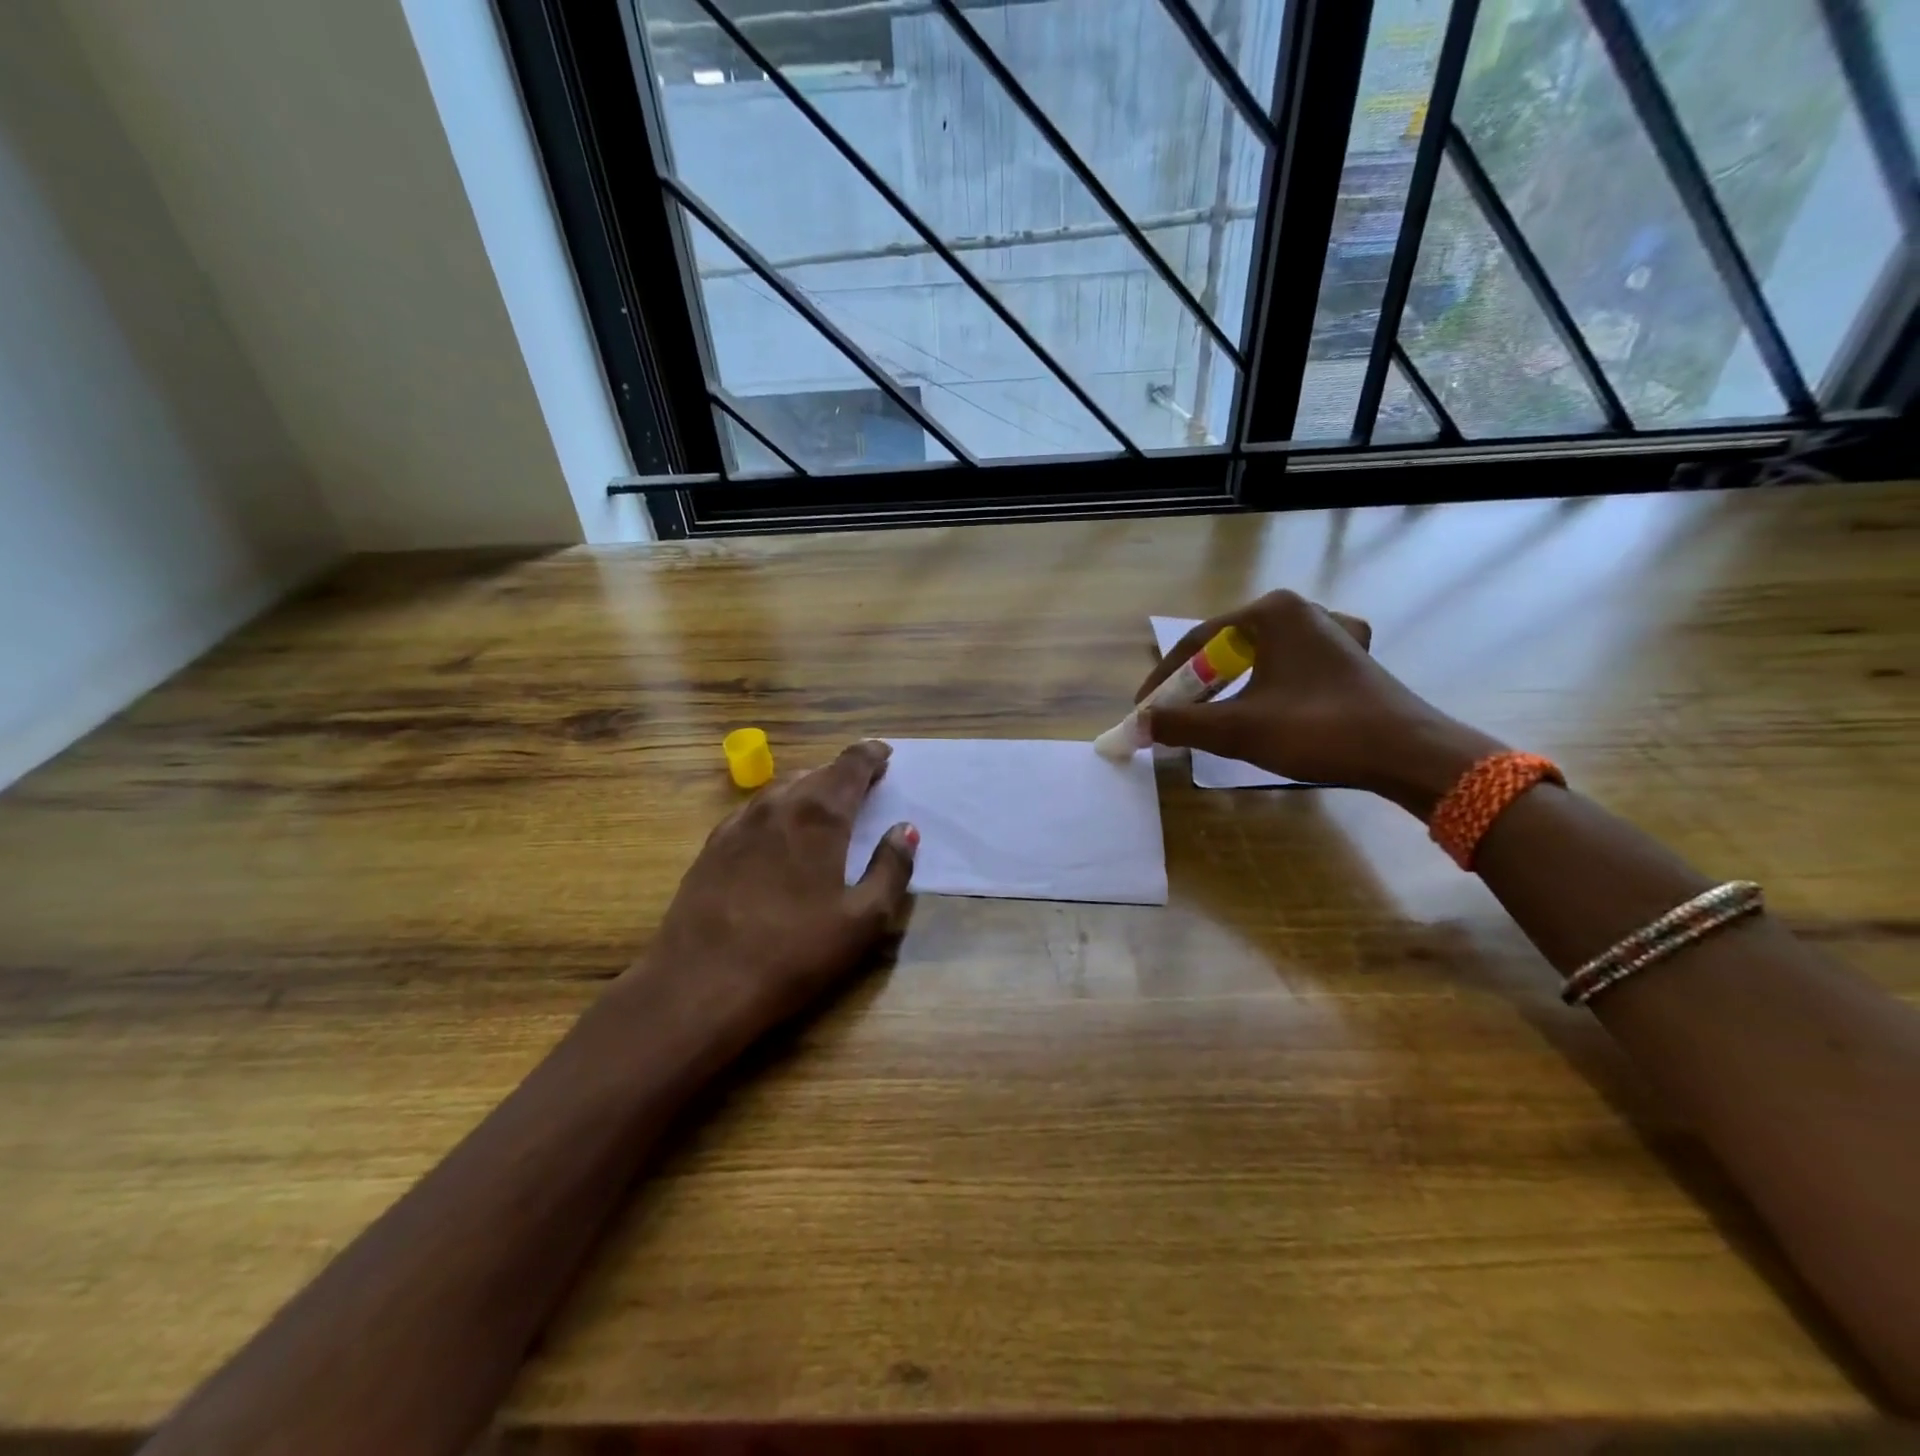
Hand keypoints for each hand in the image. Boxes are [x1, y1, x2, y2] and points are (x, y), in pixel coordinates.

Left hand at [634, 740, 917, 1053]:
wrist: (700, 985)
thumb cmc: (793, 953)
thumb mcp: (863, 920)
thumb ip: (891, 869)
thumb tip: (904, 830)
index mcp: (820, 816)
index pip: (851, 765)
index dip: (871, 755)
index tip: (885, 754)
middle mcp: (778, 806)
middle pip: (817, 772)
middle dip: (844, 773)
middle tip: (864, 785)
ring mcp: (739, 824)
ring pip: (782, 788)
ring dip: (809, 787)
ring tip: (825, 804)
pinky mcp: (712, 847)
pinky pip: (754, 810)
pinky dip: (777, 808)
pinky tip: (778, 831)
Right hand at [1138, 590, 1501, 812]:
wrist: (1408, 754)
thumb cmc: (1318, 730)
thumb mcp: (1238, 729)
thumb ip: (1181, 723)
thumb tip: (1140, 725)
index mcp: (1272, 612)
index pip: (1197, 643)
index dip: (1164, 680)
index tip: (1143, 711)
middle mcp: (1300, 610)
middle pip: (1226, 648)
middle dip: (1195, 685)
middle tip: (1172, 716)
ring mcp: (1330, 631)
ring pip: (1258, 658)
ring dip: (1227, 688)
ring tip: (1209, 716)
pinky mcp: (1348, 657)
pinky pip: (1289, 666)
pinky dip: (1265, 686)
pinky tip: (1264, 702)